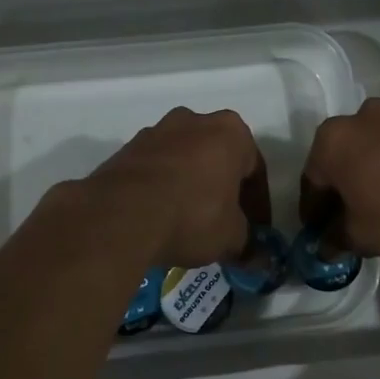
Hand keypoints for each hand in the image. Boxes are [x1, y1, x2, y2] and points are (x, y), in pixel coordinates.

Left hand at [83, 108, 269, 267]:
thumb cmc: (193, 215)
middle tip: (225, 222)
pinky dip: (162, 188)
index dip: (258, 204)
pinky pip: (156, 169)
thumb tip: (256, 258)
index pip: (255, 169)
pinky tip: (160, 217)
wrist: (121, 214)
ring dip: (191, 185)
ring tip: (189, 221)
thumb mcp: (230, 236)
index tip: (257, 230)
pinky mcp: (127, 148)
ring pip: (185, 160)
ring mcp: (157, 131)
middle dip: (223, 188)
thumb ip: (247, 242)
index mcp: (231, 131)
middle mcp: (195, 121)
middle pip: (218, 157)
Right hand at [300, 98, 379, 262]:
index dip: (314, 208)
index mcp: (335, 139)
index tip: (318, 229)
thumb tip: (326, 245)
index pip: (313, 178)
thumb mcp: (362, 237)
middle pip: (345, 153)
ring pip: (378, 142)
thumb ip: (337, 237)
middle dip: (345, 182)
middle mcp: (364, 116)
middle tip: (352, 213)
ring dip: (376, 166)